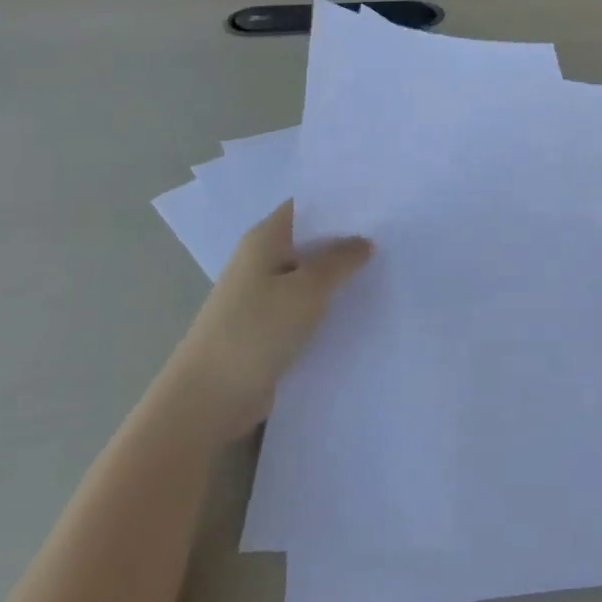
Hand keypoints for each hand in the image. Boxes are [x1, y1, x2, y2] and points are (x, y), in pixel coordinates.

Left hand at [162, 202, 370, 439]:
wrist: (209, 398)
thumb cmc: (256, 330)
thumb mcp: (307, 289)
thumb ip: (339, 262)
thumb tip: (363, 242)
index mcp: (264, 239)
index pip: (304, 207)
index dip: (338, 203)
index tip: (378, 205)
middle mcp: (260, 261)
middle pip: (309, 241)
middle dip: (345, 240)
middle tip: (392, 237)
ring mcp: (261, 297)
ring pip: (308, 277)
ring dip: (338, 277)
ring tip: (384, 271)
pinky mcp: (266, 329)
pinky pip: (303, 308)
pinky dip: (326, 307)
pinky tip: (357, 311)